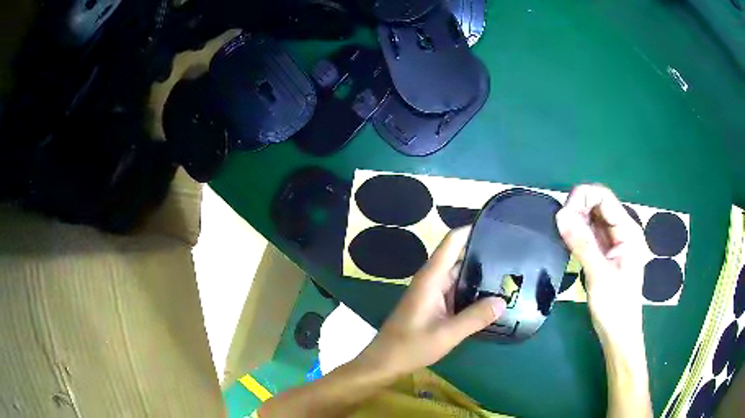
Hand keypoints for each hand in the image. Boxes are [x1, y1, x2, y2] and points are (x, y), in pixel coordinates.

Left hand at [357, 227, 505, 377]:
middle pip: (458, 256)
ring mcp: (431, 291)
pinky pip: (455, 289)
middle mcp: (431, 279)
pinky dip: (471, 289)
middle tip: (512, 254)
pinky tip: (490, 296)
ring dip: (479, 273)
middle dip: (483, 253)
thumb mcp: (447, 334)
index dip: (471, 229)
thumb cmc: (410, 346)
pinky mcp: (433, 303)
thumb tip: (503, 301)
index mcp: (431, 278)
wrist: (384, 362)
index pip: (452, 242)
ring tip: (509, 272)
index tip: (496, 226)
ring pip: (458, 274)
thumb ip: (475, 318)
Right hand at [555, 184, 648, 346]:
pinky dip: (577, 233)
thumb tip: (560, 215)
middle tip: (560, 227)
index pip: (603, 197)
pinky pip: (590, 233)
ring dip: (576, 220)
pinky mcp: (605, 252)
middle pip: (597, 204)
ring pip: (592, 217)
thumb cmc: (615, 307)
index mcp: (628, 230)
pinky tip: (568, 241)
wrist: (619, 334)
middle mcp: (622, 230)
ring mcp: (614, 241)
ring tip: (563, 235)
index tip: (563, 215)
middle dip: (577, 208)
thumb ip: (582, 244)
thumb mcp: (599, 276)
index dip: (582, 198)